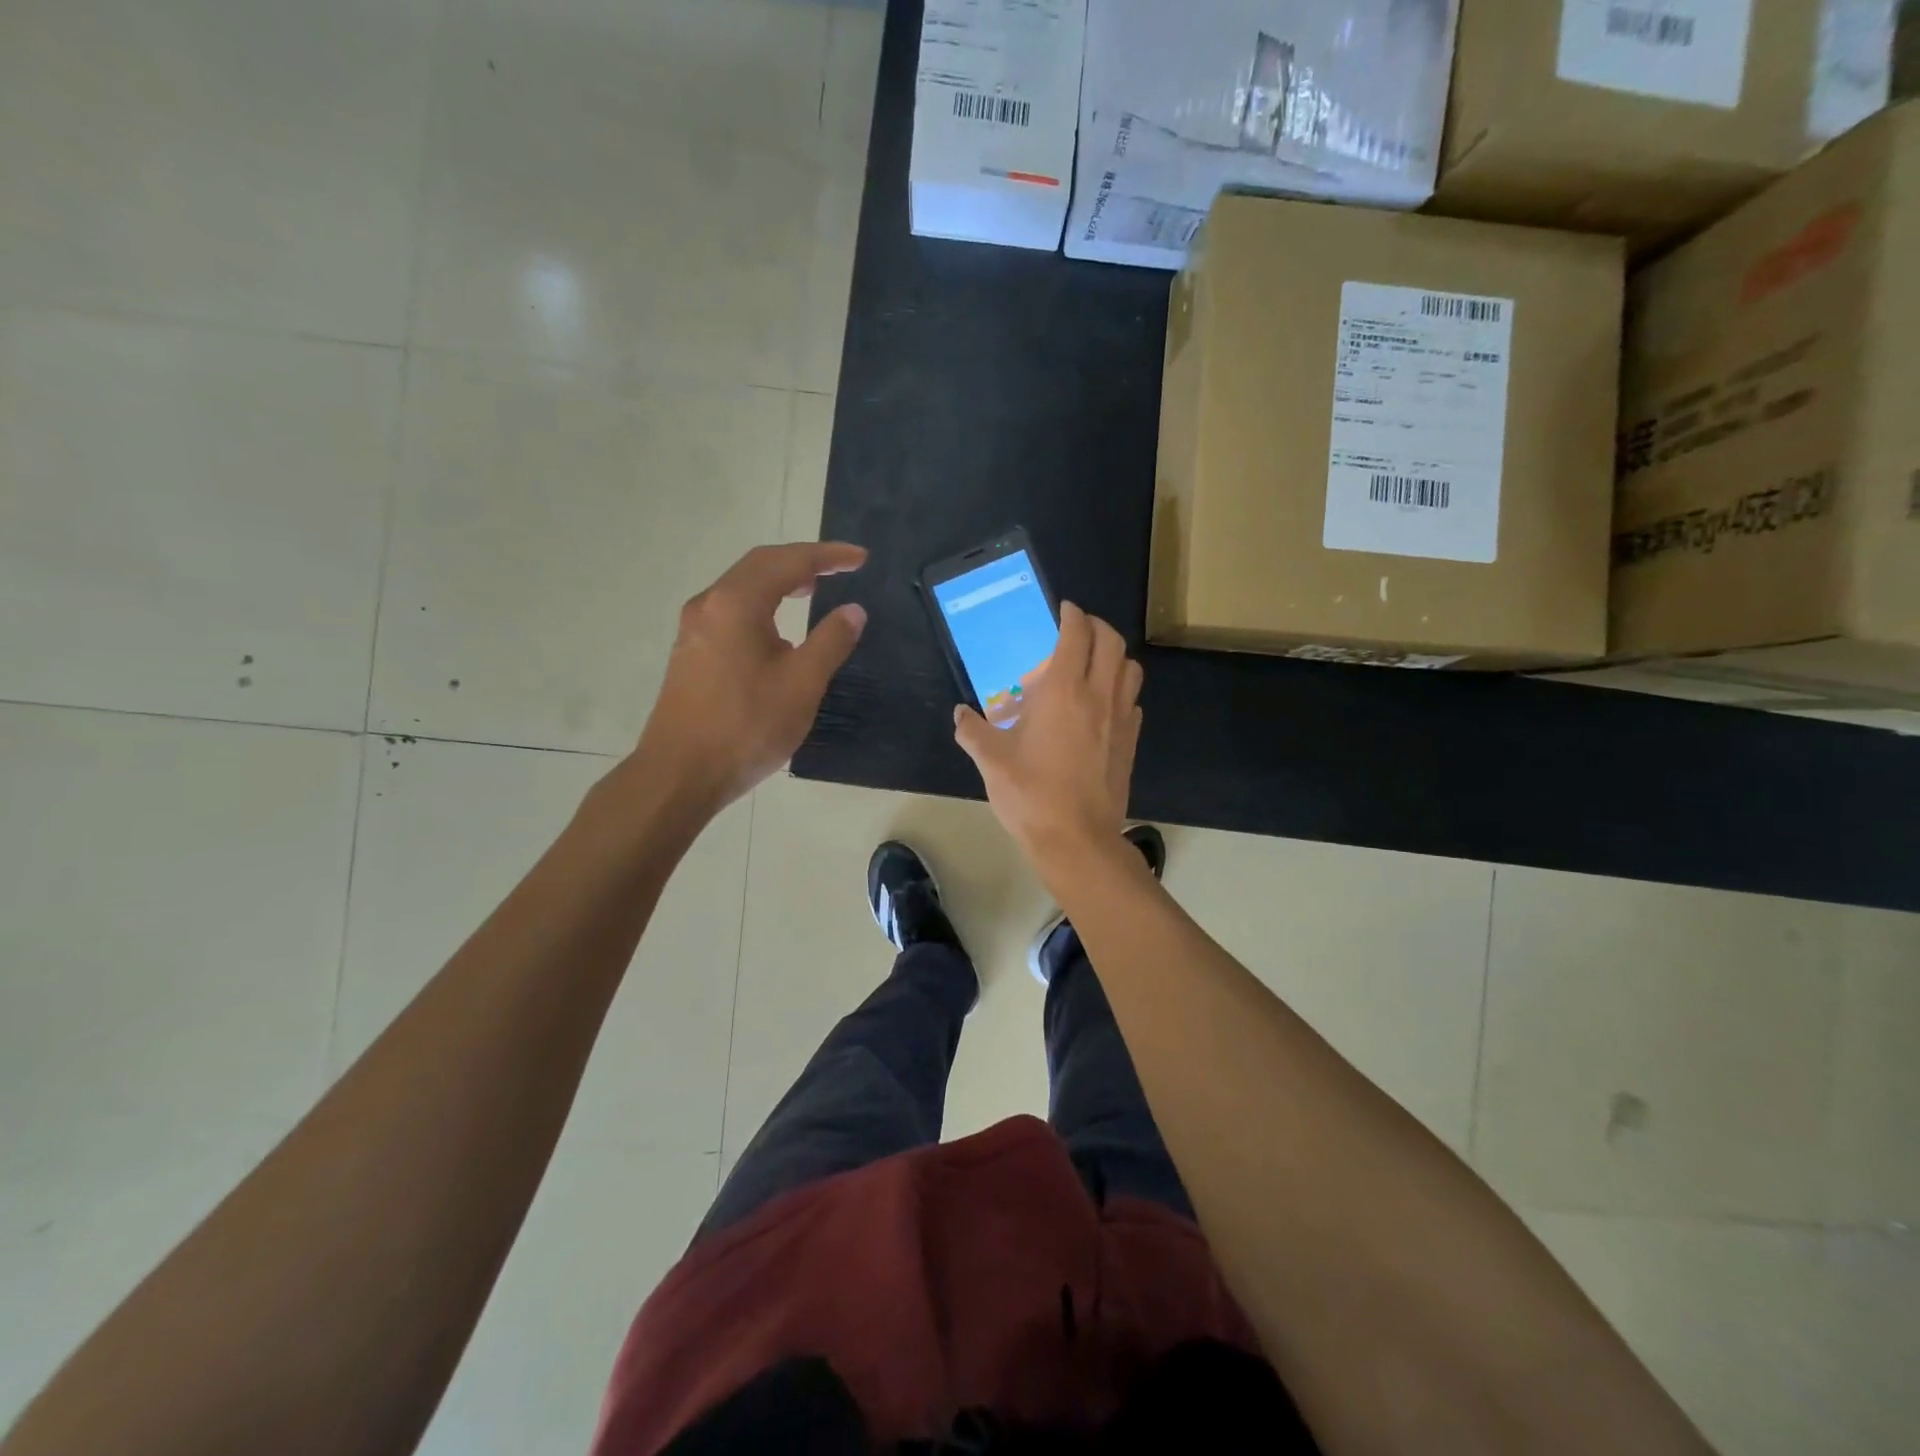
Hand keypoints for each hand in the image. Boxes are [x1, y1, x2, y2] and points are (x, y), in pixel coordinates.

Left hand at [636, 542, 867, 814]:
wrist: (680, 774)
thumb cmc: (746, 728)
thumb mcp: (802, 685)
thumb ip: (831, 641)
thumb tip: (853, 610)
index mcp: (737, 603)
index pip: (788, 562)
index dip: (828, 556)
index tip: (861, 559)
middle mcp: (710, 604)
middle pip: (759, 565)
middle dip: (802, 561)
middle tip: (840, 569)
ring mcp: (694, 629)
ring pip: (742, 587)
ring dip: (779, 581)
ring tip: (812, 591)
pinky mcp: (691, 652)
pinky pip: (731, 610)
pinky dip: (762, 604)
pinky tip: (777, 628)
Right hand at [954, 602, 1143, 872]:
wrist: (1077, 839)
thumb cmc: (1031, 795)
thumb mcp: (991, 761)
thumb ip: (972, 731)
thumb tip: (961, 714)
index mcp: (1063, 691)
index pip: (1077, 635)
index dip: (1072, 615)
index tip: (1063, 610)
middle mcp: (1098, 695)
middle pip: (1112, 642)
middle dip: (1096, 626)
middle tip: (1077, 630)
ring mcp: (1121, 719)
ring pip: (1130, 669)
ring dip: (1114, 656)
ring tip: (1092, 664)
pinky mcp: (1130, 742)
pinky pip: (1133, 700)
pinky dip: (1121, 689)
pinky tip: (1101, 706)